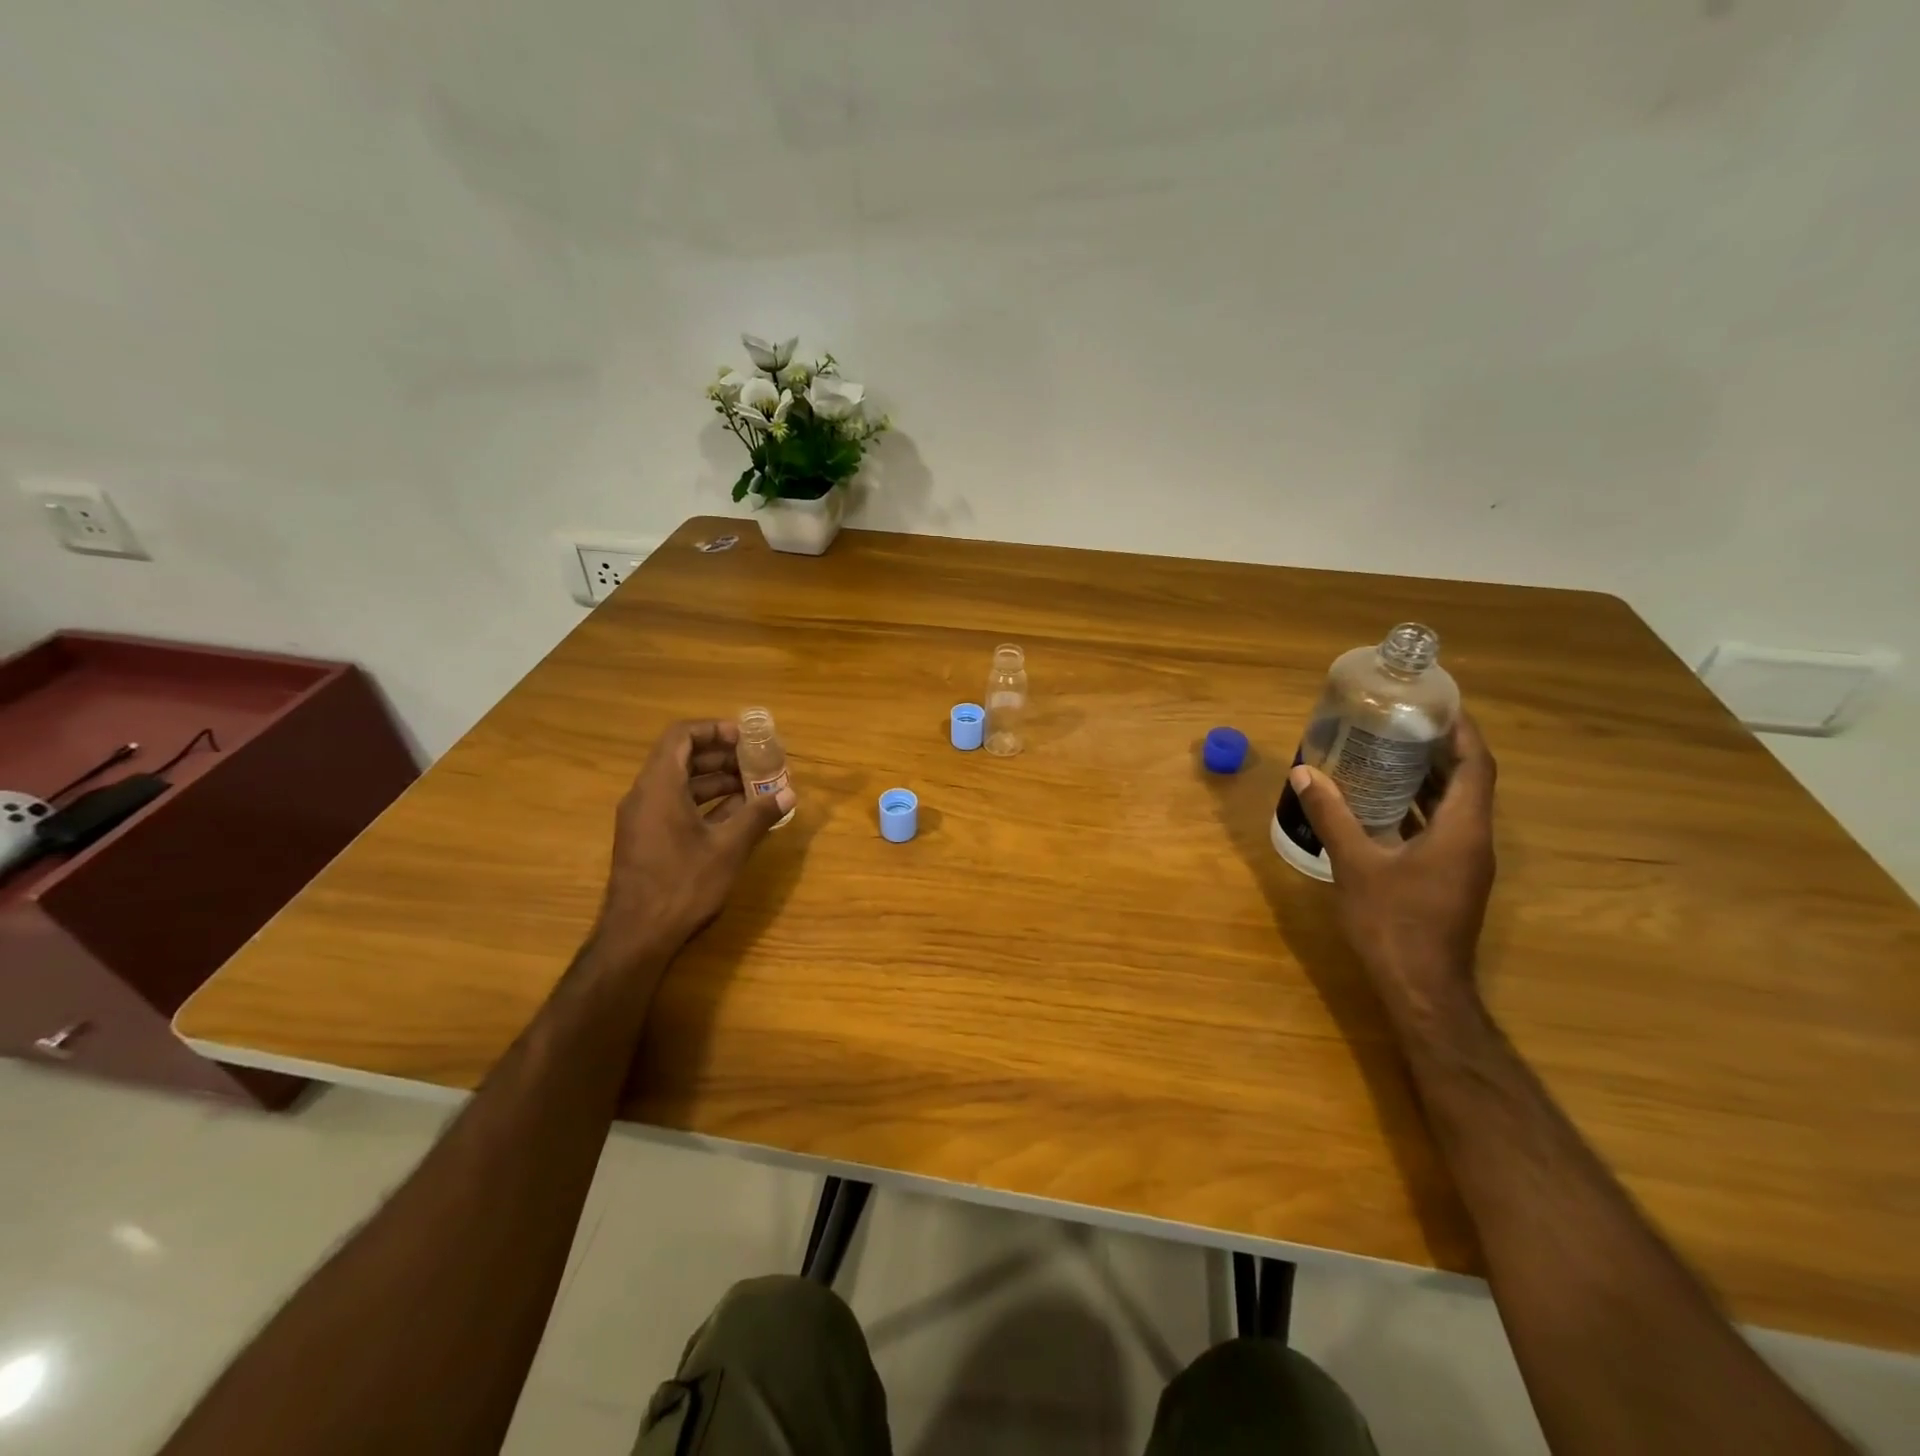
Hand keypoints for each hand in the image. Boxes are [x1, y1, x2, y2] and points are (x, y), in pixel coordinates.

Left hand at [595, 720, 794, 958]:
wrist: (637, 936)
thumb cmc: (683, 884)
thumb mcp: (729, 848)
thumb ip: (758, 816)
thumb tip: (788, 794)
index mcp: (659, 786)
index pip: (681, 736)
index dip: (714, 730)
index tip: (745, 739)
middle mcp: (645, 795)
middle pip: (681, 758)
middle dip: (721, 757)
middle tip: (756, 763)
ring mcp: (642, 819)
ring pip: (679, 784)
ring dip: (715, 781)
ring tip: (753, 788)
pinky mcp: (646, 840)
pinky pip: (675, 806)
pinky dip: (704, 803)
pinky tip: (734, 816)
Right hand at [1288, 713, 1497, 1017]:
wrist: (1421, 987)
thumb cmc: (1394, 922)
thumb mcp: (1356, 864)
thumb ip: (1332, 816)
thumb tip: (1304, 772)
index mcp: (1462, 830)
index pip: (1476, 766)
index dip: (1461, 731)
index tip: (1435, 704)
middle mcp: (1473, 841)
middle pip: (1467, 781)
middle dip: (1438, 749)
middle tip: (1398, 722)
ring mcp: (1463, 863)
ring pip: (1452, 806)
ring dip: (1426, 778)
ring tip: (1386, 752)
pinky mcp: (1448, 879)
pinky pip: (1439, 828)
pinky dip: (1415, 808)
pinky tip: (1379, 803)